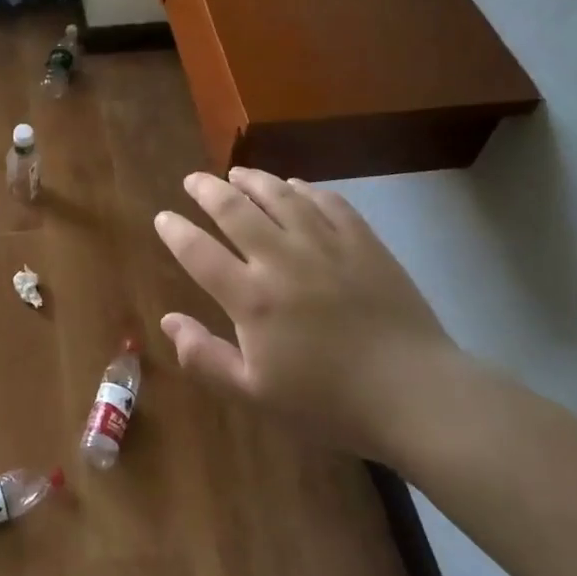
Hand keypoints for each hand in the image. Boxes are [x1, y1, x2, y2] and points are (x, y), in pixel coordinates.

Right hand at [154, 168, 463, 461]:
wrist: (413, 394)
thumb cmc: (328, 402)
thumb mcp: (255, 395)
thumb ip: (205, 358)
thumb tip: (168, 321)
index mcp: (252, 298)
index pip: (199, 252)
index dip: (176, 231)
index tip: (163, 217)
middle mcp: (281, 259)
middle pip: (234, 210)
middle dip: (207, 190)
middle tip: (193, 180)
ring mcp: (325, 244)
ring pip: (279, 196)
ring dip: (252, 180)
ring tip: (237, 173)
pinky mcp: (362, 241)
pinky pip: (327, 201)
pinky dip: (304, 189)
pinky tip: (295, 186)